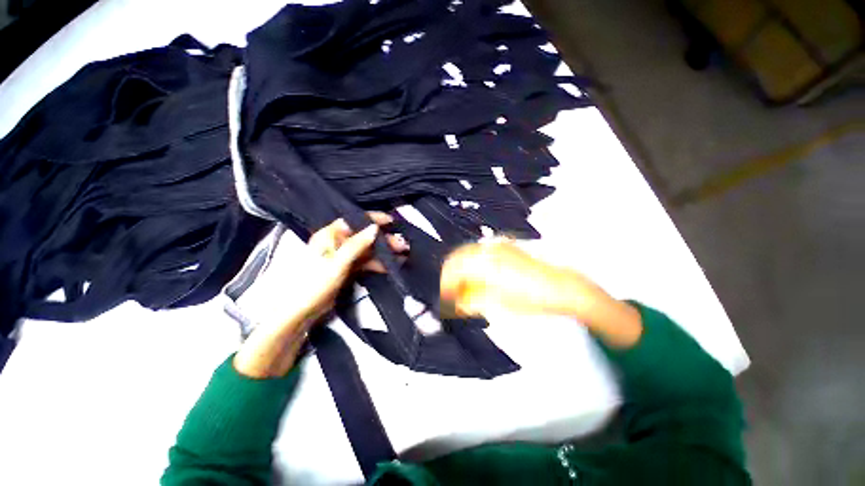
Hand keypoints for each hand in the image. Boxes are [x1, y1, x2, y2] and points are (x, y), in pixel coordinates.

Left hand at [292, 212, 408, 322]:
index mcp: (329, 235)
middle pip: (364, 236)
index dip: (372, 219)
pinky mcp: (348, 269)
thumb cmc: (315, 283)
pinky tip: (392, 265)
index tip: (390, 222)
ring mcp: (344, 257)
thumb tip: (374, 228)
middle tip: (402, 244)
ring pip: (368, 250)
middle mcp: (337, 243)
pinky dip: (379, 263)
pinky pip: (366, 262)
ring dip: (384, 252)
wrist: (301, 312)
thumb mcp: (337, 262)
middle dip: (384, 240)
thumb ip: (356, 245)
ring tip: (403, 254)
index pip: (354, 221)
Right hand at [440, 240, 606, 318]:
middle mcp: (486, 249)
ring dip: (460, 268)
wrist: (559, 287)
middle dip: (450, 275)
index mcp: (483, 263)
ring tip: (462, 285)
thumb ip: (471, 302)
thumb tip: (454, 304)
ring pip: (466, 252)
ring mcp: (496, 246)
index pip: (453, 270)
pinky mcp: (503, 247)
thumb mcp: (497, 304)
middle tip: (450, 292)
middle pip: (456, 257)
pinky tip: (476, 275)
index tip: (444, 298)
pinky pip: (479, 251)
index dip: (445, 285)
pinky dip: (471, 262)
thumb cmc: (530, 299)